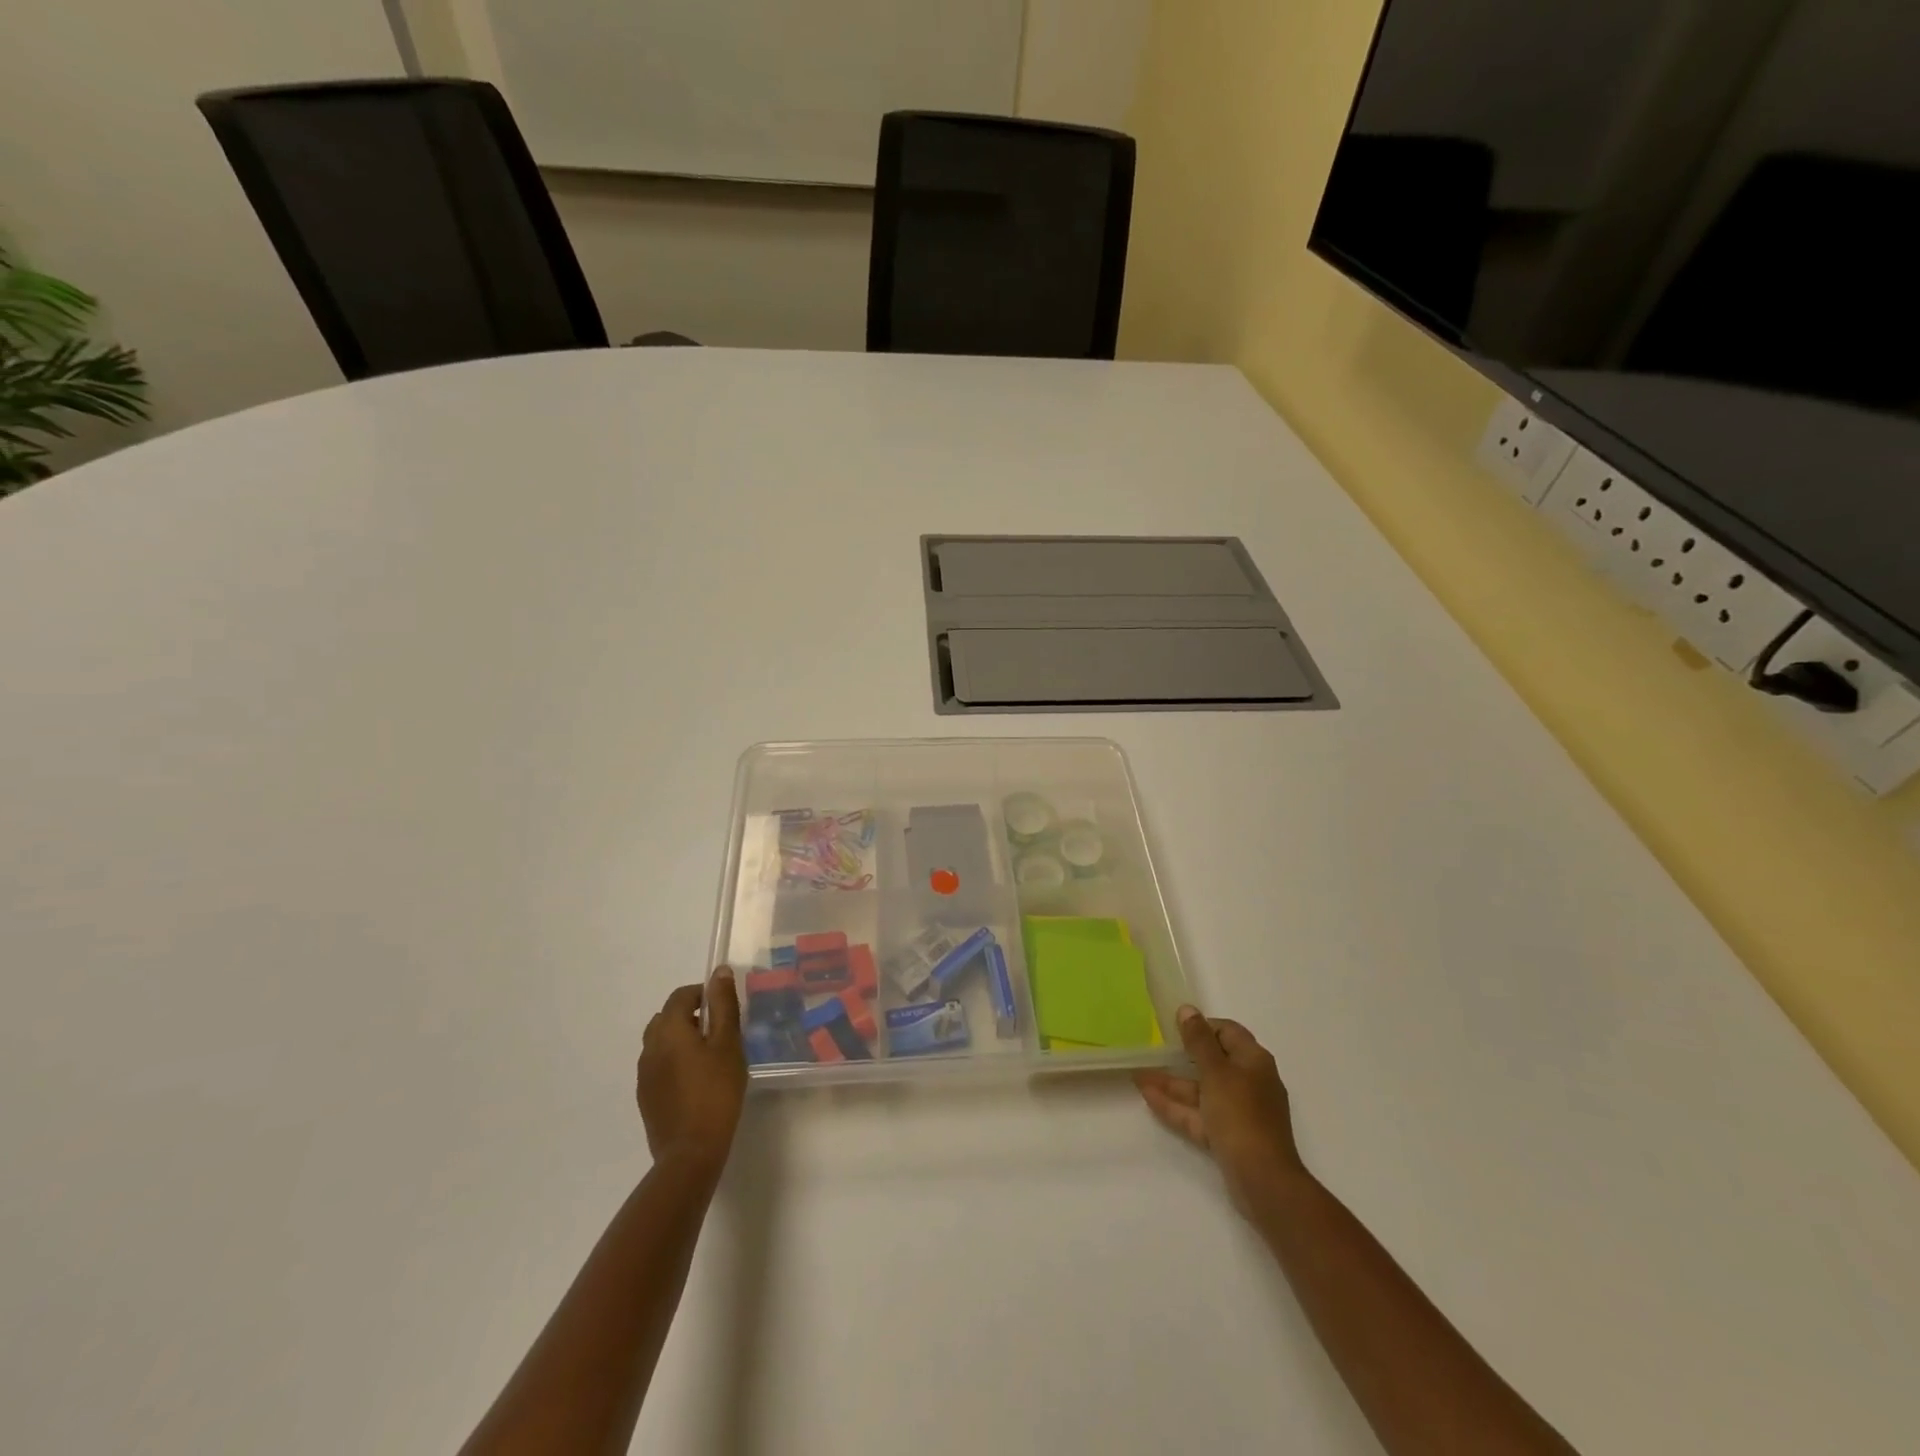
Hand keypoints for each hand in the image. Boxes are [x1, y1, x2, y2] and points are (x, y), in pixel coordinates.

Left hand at [635, 970, 746, 1179]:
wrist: (690, 1152)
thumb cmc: (716, 1091)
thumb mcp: (728, 1043)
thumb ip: (724, 1005)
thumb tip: (719, 971)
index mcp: (669, 1030)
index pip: (681, 996)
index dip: (703, 994)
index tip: (725, 1007)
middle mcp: (649, 1047)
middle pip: (667, 1017)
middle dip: (691, 1016)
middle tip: (719, 1031)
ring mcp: (644, 1074)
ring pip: (661, 1043)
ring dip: (681, 1039)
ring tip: (709, 1057)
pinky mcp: (645, 1097)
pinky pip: (658, 1066)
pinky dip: (674, 1062)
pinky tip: (696, 1081)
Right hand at [1135, 1004, 1306, 1216]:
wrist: (1263, 1181)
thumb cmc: (1241, 1115)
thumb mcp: (1217, 1072)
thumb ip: (1199, 1040)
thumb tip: (1187, 1009)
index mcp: (1253, 1061)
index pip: (1227, 1031)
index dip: (1201, 1026)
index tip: (1174, 1028)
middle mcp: (1249, 1082)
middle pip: (1212, 1061)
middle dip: (1179, 1057)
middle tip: (1152, 1050)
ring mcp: (1238, 1111)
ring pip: (1201, 1090)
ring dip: (1171, 1083)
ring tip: (1138, 1076)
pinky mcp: (1228, 1135)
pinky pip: (1199, 1114)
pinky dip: (1176, 1106)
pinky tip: (1148, 1097)